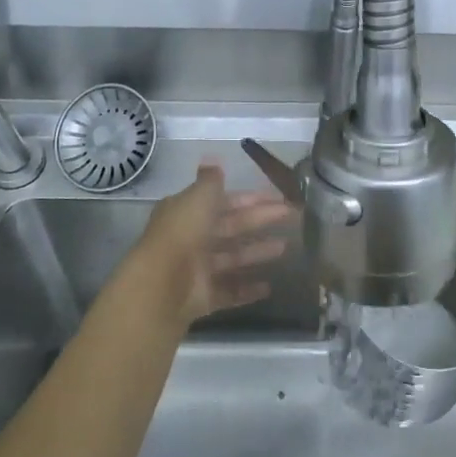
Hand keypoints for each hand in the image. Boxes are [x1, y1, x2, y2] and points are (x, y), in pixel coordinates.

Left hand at [134, 164, 294, 323]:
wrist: (162, 284)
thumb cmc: (183, 233)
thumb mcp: (198, 198)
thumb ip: (210, 182)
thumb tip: (213, 160)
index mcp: (188, 212)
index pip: (224, 202)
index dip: (251, 199)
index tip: (279, 197)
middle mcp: (192, 239)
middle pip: (232, 227)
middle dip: (261, 221)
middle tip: (293, 216)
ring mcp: (198, 269)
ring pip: (233, 258)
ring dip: (257, 252)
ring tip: (285, 248)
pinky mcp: (204, 296)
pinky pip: (230, 291)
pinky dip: (248, 289)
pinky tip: (269, 287)